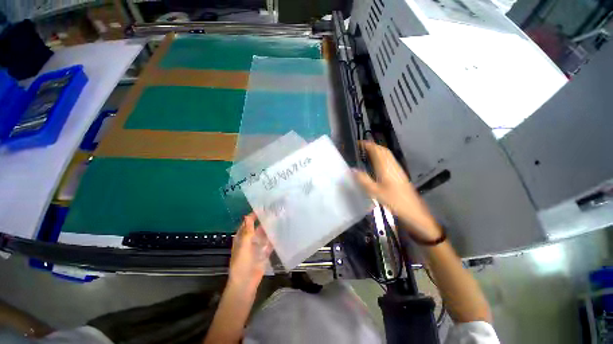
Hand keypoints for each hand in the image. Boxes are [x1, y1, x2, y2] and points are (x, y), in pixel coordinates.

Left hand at [229, 213, 272, 290]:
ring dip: (269, 229)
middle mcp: (250, 241)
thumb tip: (247, 216)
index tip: (262, 208)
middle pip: (257, 229)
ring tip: (278, 219)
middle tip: (273, 212)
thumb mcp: (243, 245)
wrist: (246, 283)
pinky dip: (273, 239)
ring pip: (264, 235)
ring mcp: (257, 247)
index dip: (253, 216)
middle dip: (263, 221)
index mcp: (242, 238)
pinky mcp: (264, 253)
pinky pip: (269, 244)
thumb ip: (247, 231)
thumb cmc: (241, 263)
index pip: (247, 224)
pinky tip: (280, 232)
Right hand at [353, 141, 441, 241]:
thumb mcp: (374, 192)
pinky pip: (389, 159)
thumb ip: (363, 179)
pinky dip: (381, 157)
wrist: (413, 210)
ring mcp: (397, 168)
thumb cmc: (393, 201)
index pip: (376, 150)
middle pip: (382, 150)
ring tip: (365, 153)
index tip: (357, 143)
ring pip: (386, 154)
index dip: (367, 145)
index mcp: (385, 167)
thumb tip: (352, 169)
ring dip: (376, 150)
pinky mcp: (399, 173)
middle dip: (371, 146)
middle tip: (360, 148)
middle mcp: (392, 164)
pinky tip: (376, 164)